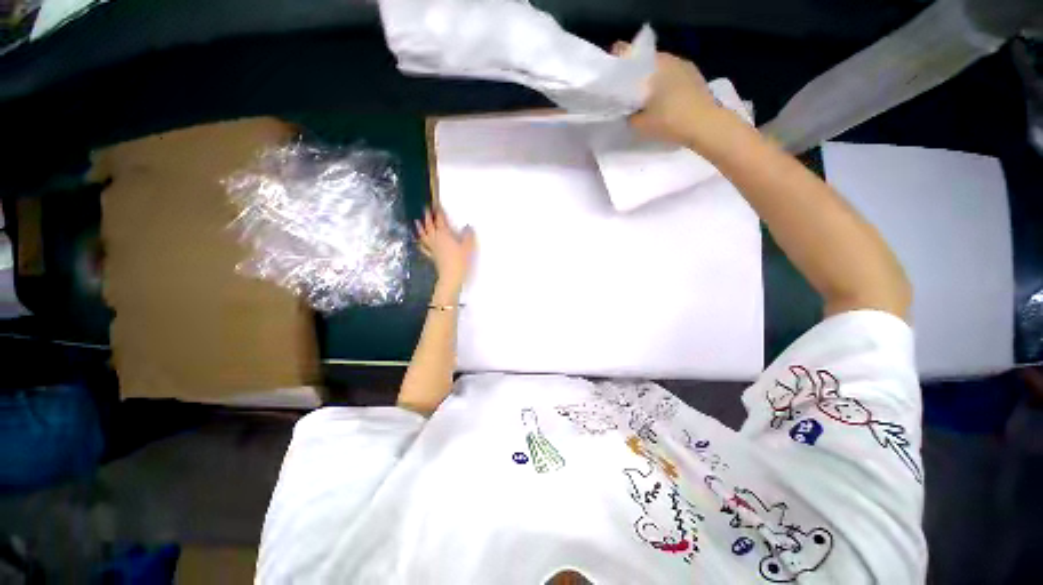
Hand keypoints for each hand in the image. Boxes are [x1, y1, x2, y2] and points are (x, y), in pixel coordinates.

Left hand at [415, 205, 475, 291]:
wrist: (451, 276)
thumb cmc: (460, 260)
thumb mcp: (468, 247)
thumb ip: (468, 235)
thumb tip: (468, 226)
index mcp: (444, 235)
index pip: (440, 220)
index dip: (438, 212)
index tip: (436, 205)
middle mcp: (436, 239)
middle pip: (430, 226)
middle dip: (428, 217)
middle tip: (425, 209)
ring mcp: (432, 248)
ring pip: (424, 236)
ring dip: (420, 228)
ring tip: (416, 222)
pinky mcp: (432, 256)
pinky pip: (424, 248)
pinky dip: (420, 243)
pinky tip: (418, 242)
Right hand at [613, 42, 727, 145]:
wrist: (705, 124)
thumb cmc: (669, 120)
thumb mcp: (640, 124)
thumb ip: (629, 115)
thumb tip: (628, 111)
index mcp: (653, 64)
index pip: (631, 55)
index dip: (620, 65)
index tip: (614, 78)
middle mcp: (670, 58)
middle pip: (647, 62)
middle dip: (638, 75)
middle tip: (629, 93)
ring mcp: (685, 66)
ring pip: (662, 68)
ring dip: (653, 80)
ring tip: (647, 98)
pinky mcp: (696, 76)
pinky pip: (674, 76)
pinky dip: (667, 84)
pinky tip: (664, 100)